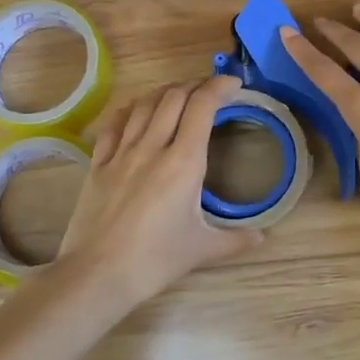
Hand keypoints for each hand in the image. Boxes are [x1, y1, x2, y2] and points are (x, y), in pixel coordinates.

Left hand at [56, 74, 264, 308]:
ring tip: (179, 94)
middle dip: (195, 85)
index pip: (202, 106)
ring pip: (144, 105)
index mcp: (183, 162)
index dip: (219, 86)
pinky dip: (130, 109)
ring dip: (165, 92)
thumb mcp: (201, 249)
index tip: (234, 84)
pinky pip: (114, 124)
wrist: (96, 275)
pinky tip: (137, 109)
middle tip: (210, 91)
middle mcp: (152, 147)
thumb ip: (235, 240)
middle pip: (173, 96)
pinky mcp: (98, 164)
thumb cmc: (154, 261)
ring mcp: (121, 153)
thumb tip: (262, 237)